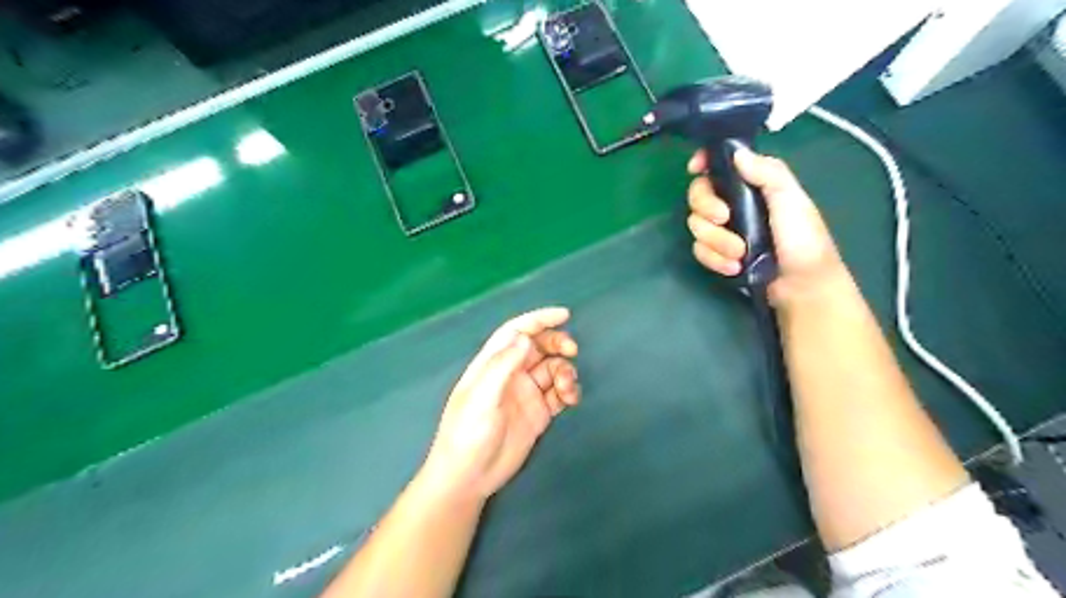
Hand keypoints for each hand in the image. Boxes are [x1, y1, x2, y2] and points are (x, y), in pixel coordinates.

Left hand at [421, 308, 580, 499]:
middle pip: (538, 347)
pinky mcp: (538, 413)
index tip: (564, 315)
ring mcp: (525, 394)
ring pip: (552, 369)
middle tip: (571, 351)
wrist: (469, 478)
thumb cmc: (467, 434)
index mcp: (492, 364)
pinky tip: (571, 398)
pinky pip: (559, 393)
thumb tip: (525, 337)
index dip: (538, 320)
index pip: (516, 332)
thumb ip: (503, 366)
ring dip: (565, 371)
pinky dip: (569, 390)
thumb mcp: (482, 398)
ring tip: (567, 388)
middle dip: (557, 344)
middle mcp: (510, 374)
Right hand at [693, 147, 851, 307]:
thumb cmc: (803, 240)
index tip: (695, 168)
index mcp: (752, 185)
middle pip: (698, 194)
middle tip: (724, 219)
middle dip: (706, 206)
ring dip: (716, 241)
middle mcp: (734, 203)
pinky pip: (700, 250)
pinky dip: (715, 259)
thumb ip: (768, 173)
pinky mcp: (718, 254)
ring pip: (697, 225)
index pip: (720, 165)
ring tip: (740, 254)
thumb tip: (737, 153)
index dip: (704, 162)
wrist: (802, 286)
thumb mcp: (791, 200)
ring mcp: (724, 230)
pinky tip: (734, 267)